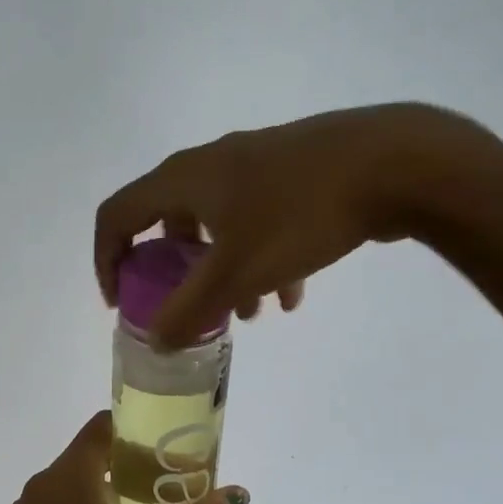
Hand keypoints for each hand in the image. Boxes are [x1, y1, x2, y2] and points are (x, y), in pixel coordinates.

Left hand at [0, 411, 248, 503]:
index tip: (158, 448)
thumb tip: (239, 494)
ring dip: (92, 496)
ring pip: (62, 490)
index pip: (100, 426)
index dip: (131, 428)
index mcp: (71, 474)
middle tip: (153, 488)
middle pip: (83, 458)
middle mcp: (39, 484)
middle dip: (118, 467)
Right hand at [93, 102, 492, 346]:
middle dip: (176, 276)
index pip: (117, 215)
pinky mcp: (293, 172)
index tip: (122, 304)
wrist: (395, 163)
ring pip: (219, 227)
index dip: (107, 261)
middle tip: (187, 310)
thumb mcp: (237, 273)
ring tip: (249, 316)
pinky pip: (258, 220)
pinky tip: (292, 294)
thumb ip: (188, 312)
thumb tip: (155, 340)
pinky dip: (262, 260)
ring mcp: (255, 164)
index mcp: (184, 179)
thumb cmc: (300, 215)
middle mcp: (211, 164)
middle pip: (169, 224)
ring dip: (223, 274)